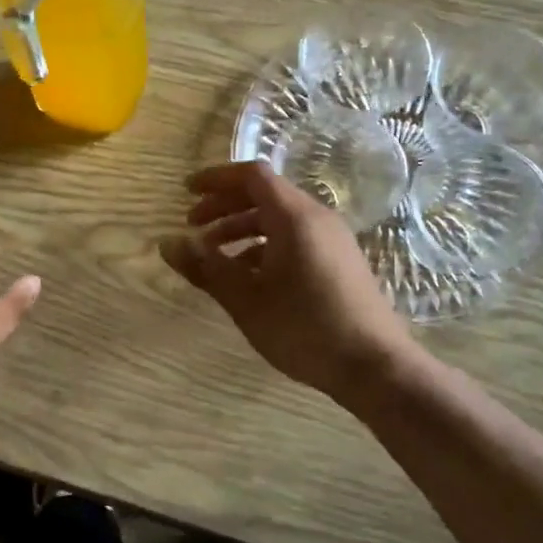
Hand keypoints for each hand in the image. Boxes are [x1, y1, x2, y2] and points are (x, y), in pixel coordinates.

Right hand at [160, 161, 410, 401]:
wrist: (375, 366)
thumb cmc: (305, 328)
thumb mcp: (245, 300)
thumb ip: (206, 268)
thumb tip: (168, 243)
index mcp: (294, 217)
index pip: (251, 175)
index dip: (216, 179)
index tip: (186, 192)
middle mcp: (316, 218)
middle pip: (264, 195)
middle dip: (224, 206)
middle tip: (192, 226)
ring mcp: (332, 240)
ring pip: (279, 219)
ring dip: (242, 229)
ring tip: (214, 256)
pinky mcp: (339, 261)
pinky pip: (294, 238)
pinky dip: (264, 246)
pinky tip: (248, 277)